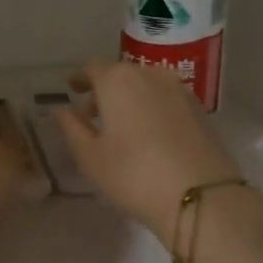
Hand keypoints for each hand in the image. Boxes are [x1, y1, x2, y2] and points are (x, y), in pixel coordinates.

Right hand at [54, 60, 243, 239]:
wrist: (201, 195)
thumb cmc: (134, 174)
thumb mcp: (90, 157)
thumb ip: (71, 128)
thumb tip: (60, 110)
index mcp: (118, 80)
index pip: (93, 68)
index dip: (81, 78)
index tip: (73, 89)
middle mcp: (150, 75)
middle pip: (121, 74)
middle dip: (104, 91)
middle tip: (93, 116)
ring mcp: (179, 90)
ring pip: (146, 86)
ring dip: (130, 99)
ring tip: (122, 127)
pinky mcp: (200, 109)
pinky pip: (166, 100)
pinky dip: (152, 108)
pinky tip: (149, 135)